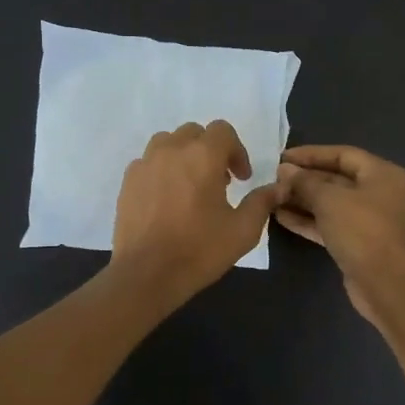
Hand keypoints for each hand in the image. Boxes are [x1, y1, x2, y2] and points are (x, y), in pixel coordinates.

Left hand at [110, 120, 279, 308]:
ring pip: (167, 143)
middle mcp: (171, 151)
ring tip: (190, 186)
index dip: (237, 151)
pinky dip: (161, 171)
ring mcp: (144, 165)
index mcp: (202, 156)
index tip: (241, 179)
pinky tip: (167, 199)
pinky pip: (148, 163)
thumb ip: (261, 202)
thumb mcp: (243, 230)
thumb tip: (277, 188)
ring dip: (184, 156)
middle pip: (194, 133)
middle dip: (210, 151)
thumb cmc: (199, 250)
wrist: (147, 274)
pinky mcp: (127, 182)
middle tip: (219, 182)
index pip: (222, 131)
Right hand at [274, 145, 404, 322]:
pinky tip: (281, 218)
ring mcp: (368, 220)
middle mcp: (377, 193)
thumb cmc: (361, 230)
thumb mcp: (330, 199)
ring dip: (302, 200)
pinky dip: (308, 220)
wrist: (384, 282)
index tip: (282, 157)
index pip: (342, 154)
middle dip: (305, 179)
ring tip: (272, 197)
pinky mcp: (356, 243)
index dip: (311, 154)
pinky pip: (329, 224)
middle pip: (336, 179)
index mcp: (381, 174)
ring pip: (330, 204)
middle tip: (274, 179)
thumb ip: (305, 182)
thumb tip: (285, 170)